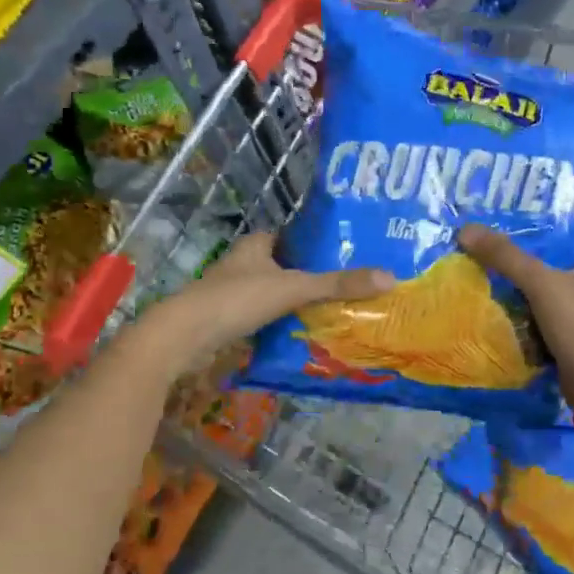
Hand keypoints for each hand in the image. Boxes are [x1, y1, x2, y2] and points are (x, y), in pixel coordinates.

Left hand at [133, 234, 394, 375]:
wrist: (184, 337)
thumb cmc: (237, 300)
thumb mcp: (294, 288)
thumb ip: (338, 284)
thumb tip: (390, 277)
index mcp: (256, 245)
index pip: (291, 236)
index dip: (316, 242)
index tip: (345, 251)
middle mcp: (243, 264)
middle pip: (285, 265)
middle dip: (311, 274)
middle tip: (348, 283)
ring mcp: (233, 293)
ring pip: (274, 292)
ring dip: (297, 300)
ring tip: (334, 309)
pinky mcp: (227, 320)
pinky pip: (264, 316)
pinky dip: (282, 322)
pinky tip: (304, 332)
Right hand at [458, 226, 573, 407]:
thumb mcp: (540, 283)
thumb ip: (505, 256)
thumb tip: (467, 230)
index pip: (571, 235)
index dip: (542, 232)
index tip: (509, 231)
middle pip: (560, 264)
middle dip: (530, 262)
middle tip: (494, 255)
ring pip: (556, 291)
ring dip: (530, 290)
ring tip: (494, 279)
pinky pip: (554, 317)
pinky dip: (535, 315)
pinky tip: (508, 311)